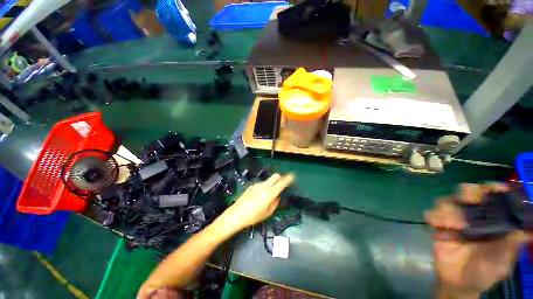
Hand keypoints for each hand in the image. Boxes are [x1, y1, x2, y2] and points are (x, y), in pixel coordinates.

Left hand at [219, 173, 294, 231]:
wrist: (236, 215)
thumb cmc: (253, 216)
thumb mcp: (267, 213)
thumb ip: (275, 203)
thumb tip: (277, 197)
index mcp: (270, 193)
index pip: (281, 183)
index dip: (288, 179)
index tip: (293, 176)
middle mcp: (264, 186)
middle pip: (275, 176)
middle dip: (280, 177)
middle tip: (282, 183)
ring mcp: (257, 185)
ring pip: (268, 180)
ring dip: (272, 183)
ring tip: (269, 194)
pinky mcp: (251, 186)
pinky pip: (261, 184)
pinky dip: (265, 186)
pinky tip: (260, 196)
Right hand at [425, 184, 527, 297]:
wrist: (458, 283)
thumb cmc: (485, 273)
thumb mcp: (502, 262)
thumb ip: (511, 246)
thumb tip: (525, 229)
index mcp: (492, 220)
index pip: (493, 196)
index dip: (493, 188)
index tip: (494, 189)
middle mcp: (473, 215)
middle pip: (467, 191)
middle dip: (467, 192)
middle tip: (467, 200)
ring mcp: (453, 219)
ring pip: (447, 200)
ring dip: (448, 210)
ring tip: (451, 226)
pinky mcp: (438, 226)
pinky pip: (431, 214)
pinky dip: (434, 217)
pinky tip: (439, 228)